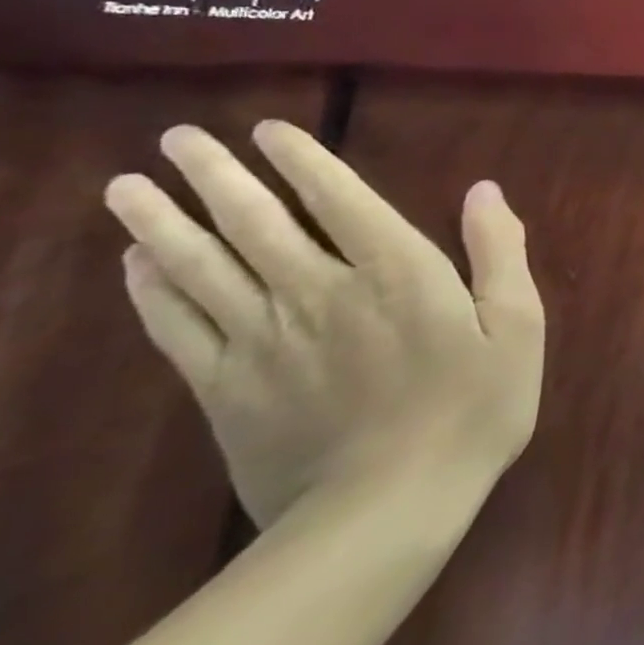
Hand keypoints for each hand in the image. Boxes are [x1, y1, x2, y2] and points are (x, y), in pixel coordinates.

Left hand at [104, 121, 544, 528]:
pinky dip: (151, 291)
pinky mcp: (227, 389)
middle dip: (215, 176)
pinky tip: (135, 263)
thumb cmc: (471, 410)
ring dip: (163, 222)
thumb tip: (484, 191)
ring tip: (126, 187)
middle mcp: (321, 292)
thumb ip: (498, 254)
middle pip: (256, 223)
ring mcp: (264, 341)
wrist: (385, 514)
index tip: (268, 130)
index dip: (302, 160)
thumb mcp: (517, 327)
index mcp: (396, 272)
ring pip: (203, 268)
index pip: (339, 199)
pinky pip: (179, 327)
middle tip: (176, 137)